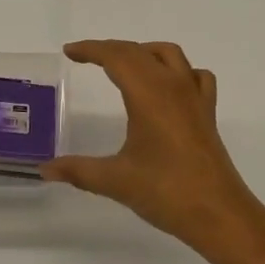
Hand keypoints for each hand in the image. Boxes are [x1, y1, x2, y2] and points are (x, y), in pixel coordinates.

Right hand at [44, 40, 264, 263]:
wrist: (219, 214)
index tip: (70, 51)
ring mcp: (194, 97)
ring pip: (169, 55)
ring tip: (123, 65)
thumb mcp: (115, 181)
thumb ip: (78, 170)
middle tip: (86, 57)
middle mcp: (173, 85)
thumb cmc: (166, 192)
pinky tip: (168, 87)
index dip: (91, 50)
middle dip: (111, 49)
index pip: (116, 57)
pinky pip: (194, 75)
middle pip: (139, 51)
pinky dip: (177, 70)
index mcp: (149, 93)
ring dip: (143, 52)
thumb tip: (45, 169)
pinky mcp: (207, 112)